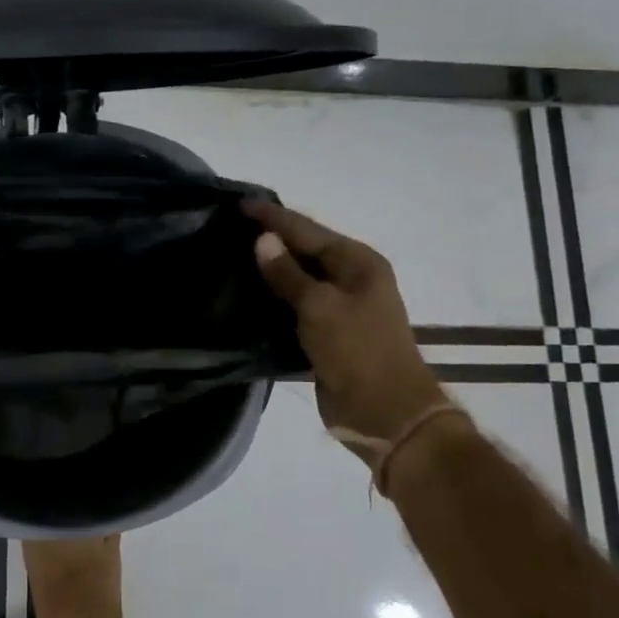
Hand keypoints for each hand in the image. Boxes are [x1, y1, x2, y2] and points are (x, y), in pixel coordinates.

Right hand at [247, 201, 444, 446]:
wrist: (386, 413)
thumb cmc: (356, 350)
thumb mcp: (318, 306)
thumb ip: (288, 273)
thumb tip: (263, 238)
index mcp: (358, 262)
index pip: (308, 229)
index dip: (273, 217)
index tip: (240, 204)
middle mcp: (352, 278)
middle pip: (306, 249)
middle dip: (272, 238)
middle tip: (232, 227)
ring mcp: (342, 306)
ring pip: (300, 278)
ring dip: (272, 268)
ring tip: (234, 255)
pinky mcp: (329, 332)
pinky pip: (298, 304)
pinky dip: (276, 296)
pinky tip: (250, 293)